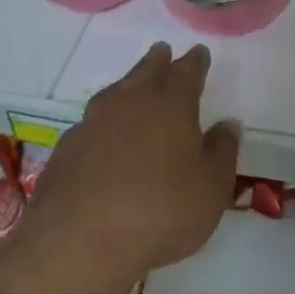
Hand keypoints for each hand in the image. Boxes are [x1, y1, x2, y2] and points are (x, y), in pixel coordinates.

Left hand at [27, 43, 239, 283]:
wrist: (80, 242)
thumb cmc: (161, 211)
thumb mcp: (211, 187)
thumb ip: (222, 152)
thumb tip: (228, 124)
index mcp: (171, 104)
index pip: (187, 72)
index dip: (195, 62)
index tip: (199, 52)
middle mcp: (130, 102)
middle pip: (146, 72)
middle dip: (158, 61)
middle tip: (162, 50)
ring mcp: (93, 123)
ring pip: (115, 92)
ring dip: (127, 85)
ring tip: (132, 86)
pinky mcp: (66, 149)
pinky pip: (91, 123)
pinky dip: (102, 122)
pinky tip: (103, 136)